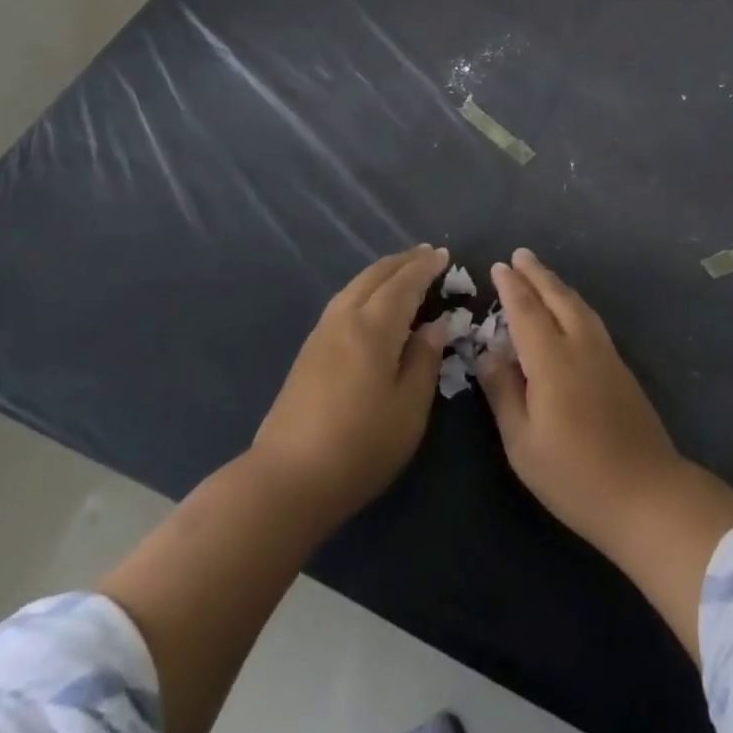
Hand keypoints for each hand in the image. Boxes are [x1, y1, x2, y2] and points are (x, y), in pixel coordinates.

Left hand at [252, 245, 448, 525]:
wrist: (288, 478)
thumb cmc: (360, 445)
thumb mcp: (409, 409)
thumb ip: (424, 360)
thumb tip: (436, 324)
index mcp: (374, 327)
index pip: (404, 283)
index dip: (425, 267)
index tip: (444, 254)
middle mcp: (345, 318)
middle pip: (376, 275)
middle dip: (403, 261)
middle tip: (427, 254)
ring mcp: (322, 333)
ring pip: (355, 285)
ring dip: (382, 272)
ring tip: (402, 272)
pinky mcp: (308, 351)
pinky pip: (344, 300)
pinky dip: (365, 289)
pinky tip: (371, 303)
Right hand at [478, 248, 732, 659]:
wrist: (647, 494)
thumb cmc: (575, 476)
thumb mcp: (523, 443)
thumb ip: (503, 392)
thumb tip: (487, 354)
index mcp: (552, 360)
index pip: (526, 311)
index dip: (511, 287)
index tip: (499, 266)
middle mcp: (580, 346)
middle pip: (557, 298)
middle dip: (537, 274)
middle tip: (520, 255)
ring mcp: (606, 354)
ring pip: (578, 306)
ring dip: (557, 285)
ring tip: (541, 274)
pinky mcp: (621, 367)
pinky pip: (591, 319)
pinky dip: (573, 303)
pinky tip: (570, 309)